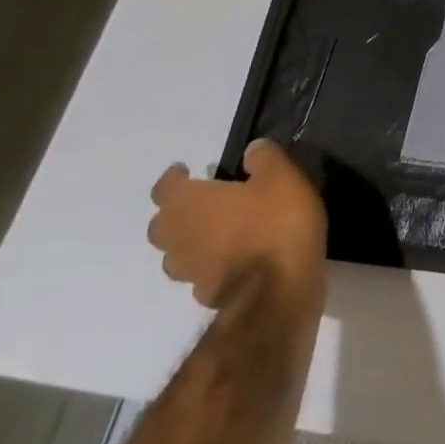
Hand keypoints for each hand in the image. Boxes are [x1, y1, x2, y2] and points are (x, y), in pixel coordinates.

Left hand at [148, 140, 327, 309]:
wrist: (279, 287)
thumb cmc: (277, 223)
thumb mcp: (282, 177)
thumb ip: (265, 159)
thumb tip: (251, 150)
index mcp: (190, 204)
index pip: (165, 188)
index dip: (174, 178)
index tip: (186, 171)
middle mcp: (179, 237)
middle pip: (162, 224)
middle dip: (176, 212)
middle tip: (202, 202)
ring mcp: (189, 270)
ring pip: (177, 252)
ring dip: (190, 241)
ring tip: (217, 233)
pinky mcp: (205, 294)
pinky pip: (199, 273)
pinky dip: (209, 264)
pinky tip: (233, 260)